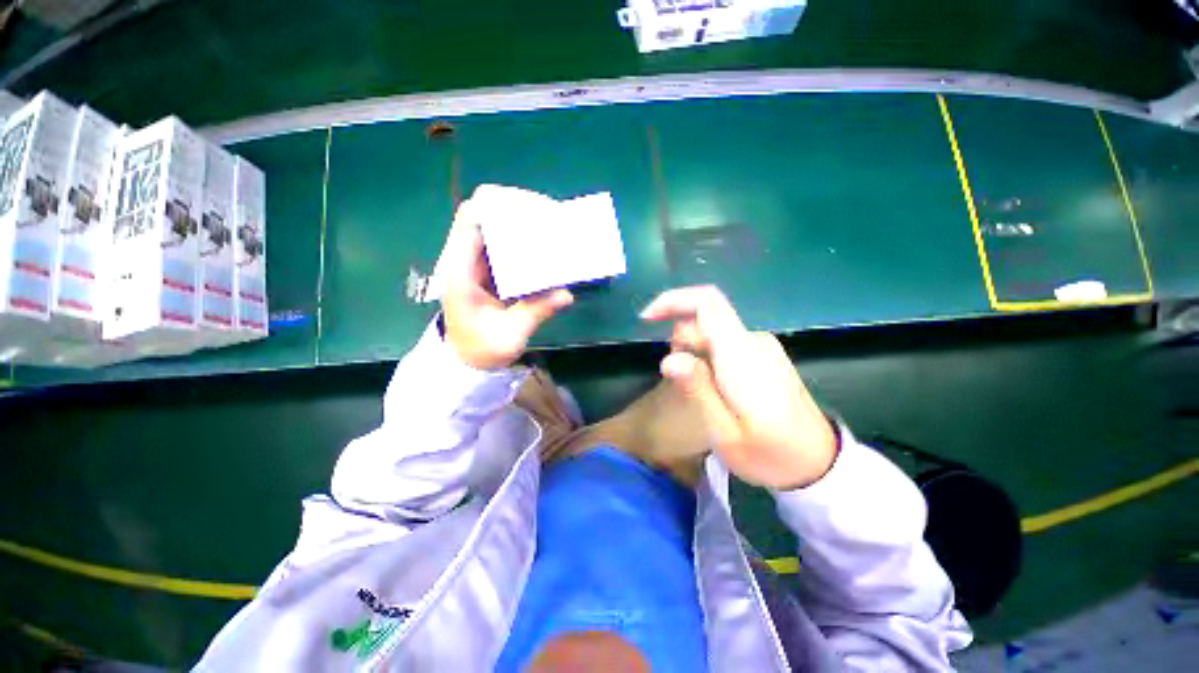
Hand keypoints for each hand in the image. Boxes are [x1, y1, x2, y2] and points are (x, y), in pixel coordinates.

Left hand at [439, 205, 572, 369]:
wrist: (464, 362)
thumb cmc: (480, 350)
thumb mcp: (509, 335)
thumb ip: (536, 312)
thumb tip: (567, 294)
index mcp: (460, 270)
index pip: (470, 218)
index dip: (498, 203)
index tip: (531, 209)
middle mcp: (465, 260)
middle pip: (486, 215)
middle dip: (517, 210)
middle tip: (550, 219)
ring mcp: (476, 264)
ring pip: (496, 229)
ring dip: (523, 224)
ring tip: (552, 228)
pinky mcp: (488, 272)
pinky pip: (505, 247)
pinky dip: (525, 242)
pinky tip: (546, 248)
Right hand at [640, 286, 836, 488]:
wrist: (819, 465)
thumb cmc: (770, 455)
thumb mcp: (725, 433)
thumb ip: (697, 390)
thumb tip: (669, 359)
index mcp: (741, 355)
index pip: (707, 303)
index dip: (673, 300)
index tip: (647, 319)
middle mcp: (753, 341)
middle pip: (705, 319)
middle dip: (680, 341)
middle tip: (680, 383)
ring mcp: (762, 347)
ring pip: (713, 331)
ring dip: (693, 352)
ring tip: (701, 394)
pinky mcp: (765, 355)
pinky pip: (726, 342)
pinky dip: (708, 356)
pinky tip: (715, 389)